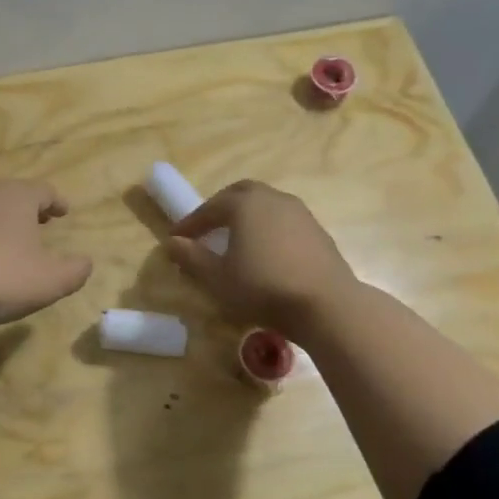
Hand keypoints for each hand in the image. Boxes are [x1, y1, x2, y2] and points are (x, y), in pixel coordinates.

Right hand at [165, 180, 357, 341]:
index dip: (191, 222)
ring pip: (266, 205)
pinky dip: (268, 229)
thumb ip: (192, 258)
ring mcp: (300, 213)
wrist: (326, 305)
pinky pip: (284, 221)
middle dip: (220, 208)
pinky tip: (266, 253)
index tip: (177, 237)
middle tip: (207, 228)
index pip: (210, 207)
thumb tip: (171, 243)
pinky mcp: (317, 231)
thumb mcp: (218, 278)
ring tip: (236, 240)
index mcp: (245, 204)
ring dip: (247, 216)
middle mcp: (273, 199)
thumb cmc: (263, 288)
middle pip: (241, 194)